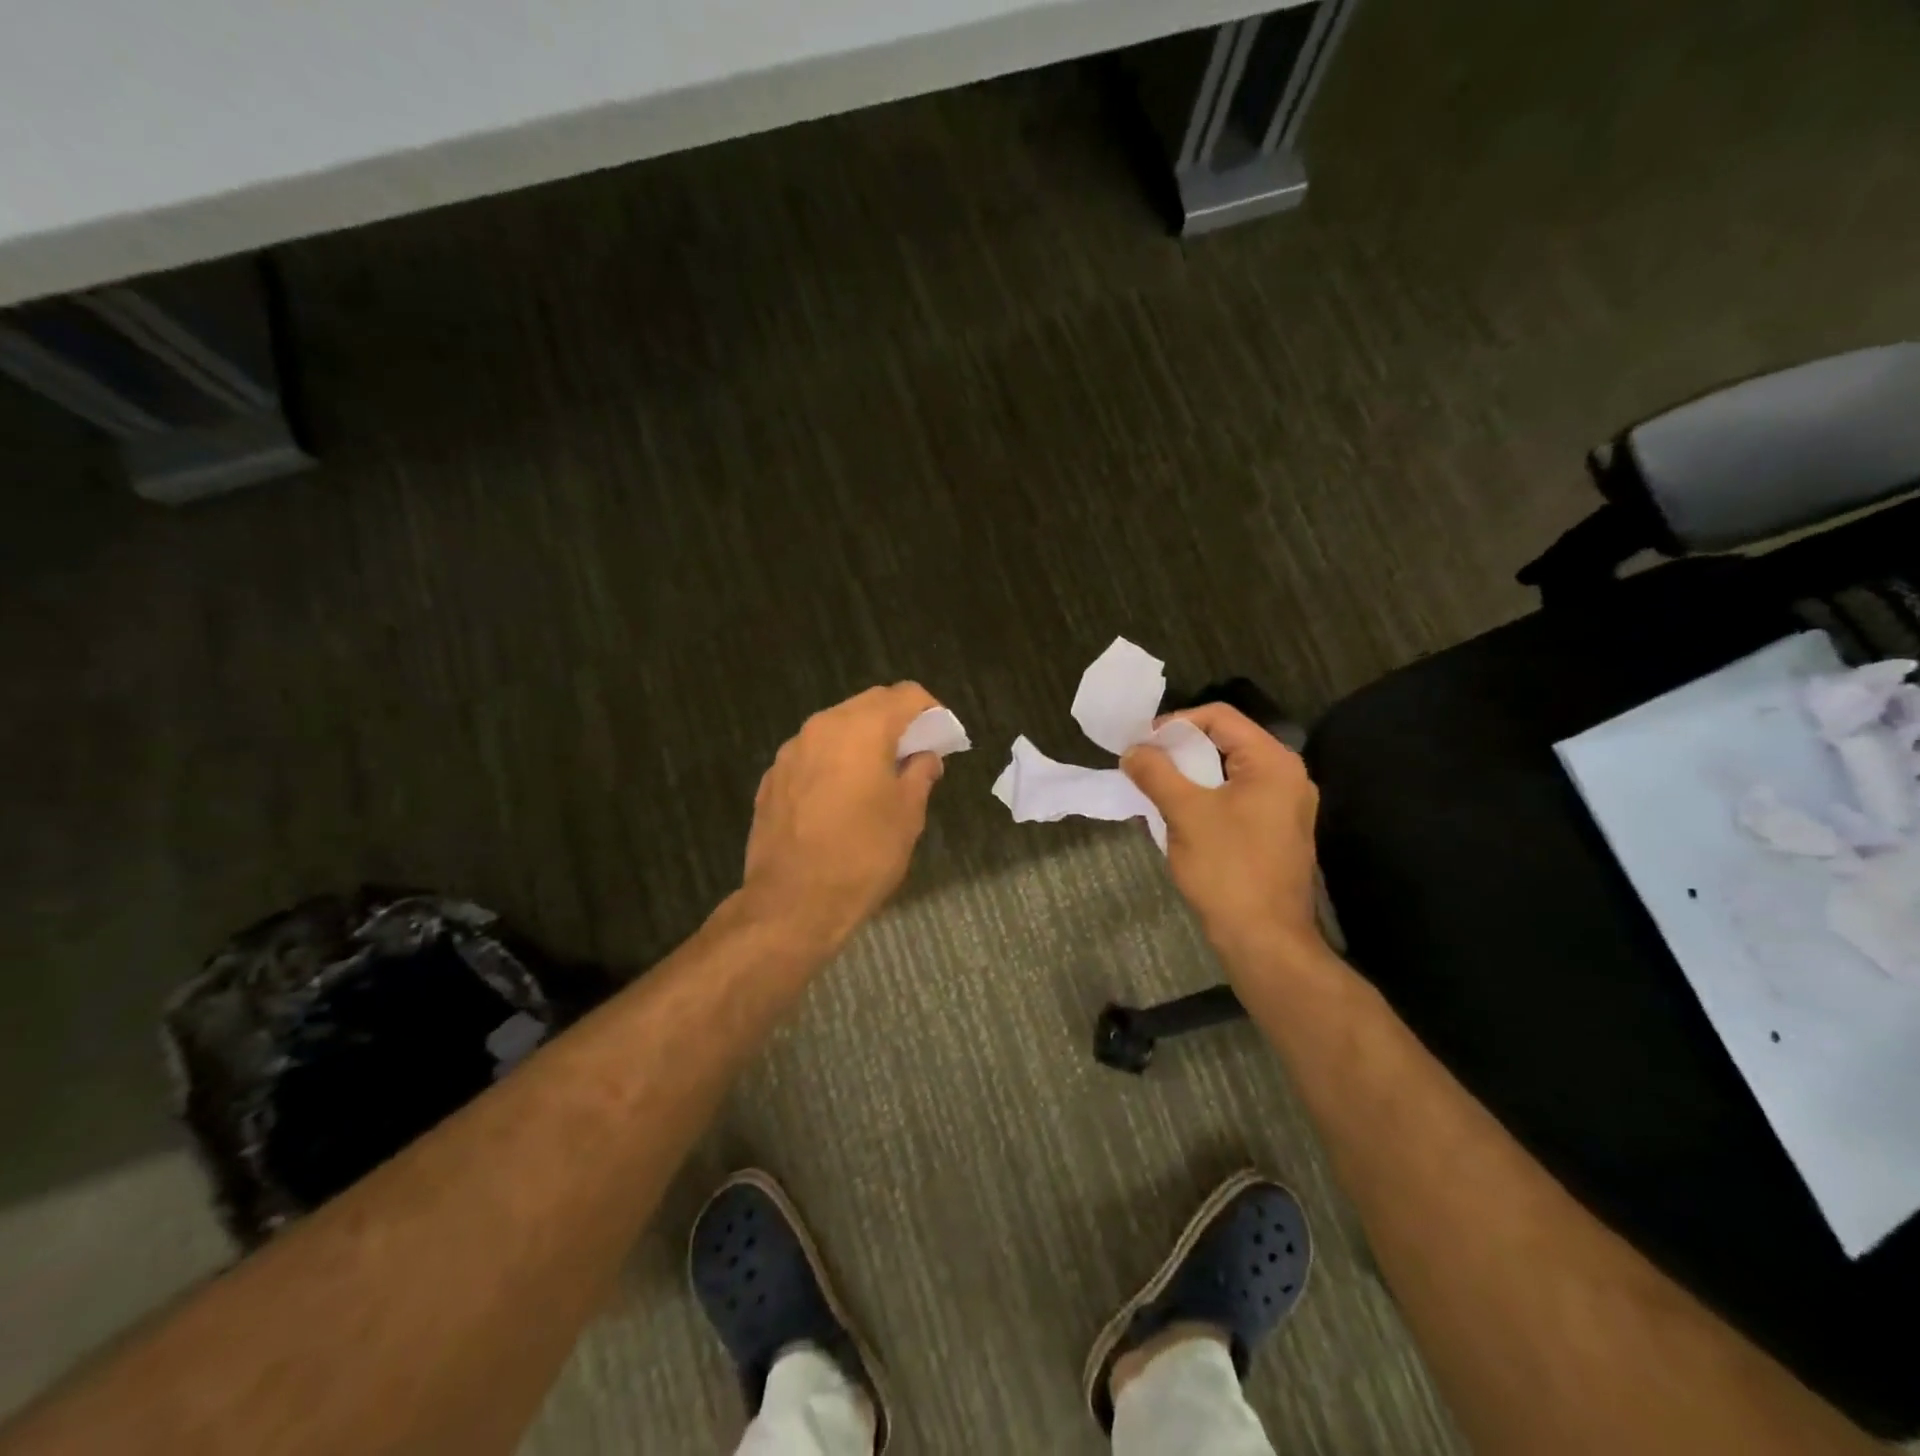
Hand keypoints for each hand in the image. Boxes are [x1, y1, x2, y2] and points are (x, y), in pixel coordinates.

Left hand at [741, 683, 946, 948]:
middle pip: (868, 705)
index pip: (906, 695)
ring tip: (880, 776)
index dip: (932, 711)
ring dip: (863, 740)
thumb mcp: (907, 816)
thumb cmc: (862, 855)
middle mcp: (822, 727)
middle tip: (917, 754)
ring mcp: (791, 751)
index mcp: (861, 729)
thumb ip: (920, 774)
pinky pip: (813, 754)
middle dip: (897, 722)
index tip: (944, 737)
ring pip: (837, 727)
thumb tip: (925, 757)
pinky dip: (835, 762)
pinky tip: (842, 797)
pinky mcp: (772, 778)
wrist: (791, 903)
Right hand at [1121, 703, 1323, 963]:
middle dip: (1180, 750)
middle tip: (1144, 766)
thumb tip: (1133, 750)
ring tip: (1155, 789)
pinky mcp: (1275, 832)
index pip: (1220, 718)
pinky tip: (1179, 816)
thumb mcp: (1185, 813)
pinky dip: (1205, 798)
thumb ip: (1156, 773)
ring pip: (1228, 772)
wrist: (1265, 939)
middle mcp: (1286, 776)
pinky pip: (1236, 798)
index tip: (1142, 746)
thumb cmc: (1227, 869)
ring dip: (1189, 776)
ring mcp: (1284, 806)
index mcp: (1272, 762)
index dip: (1176, 723)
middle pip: (1226, 742)